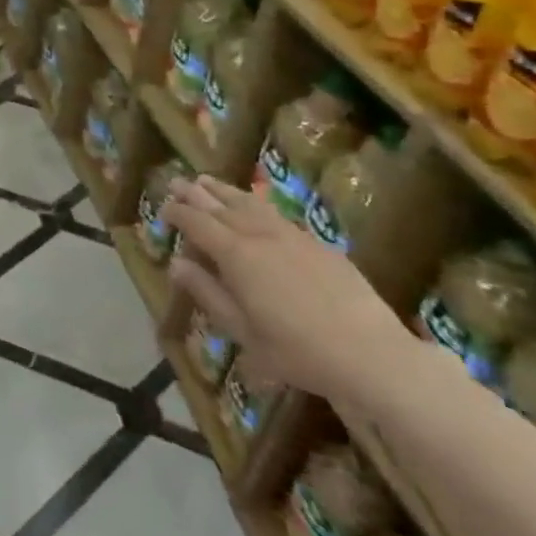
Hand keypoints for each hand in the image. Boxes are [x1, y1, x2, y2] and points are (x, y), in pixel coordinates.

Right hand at [162, 175, 411, 403]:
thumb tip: (177, 263)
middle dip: (196, 194)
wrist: (372, 355)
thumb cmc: (297, 351)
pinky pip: (277, 215)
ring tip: (207, 181)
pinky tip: (254, 207)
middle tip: (177, 181)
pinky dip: (256, 205)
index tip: (163, 207)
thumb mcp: (242, 331)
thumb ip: (208, 293)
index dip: (178, 213)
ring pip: (251, 205)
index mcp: (236, 256)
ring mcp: (293, 237)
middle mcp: (261, 237)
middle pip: (222, 207)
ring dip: (225, 191)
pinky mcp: (319, 245)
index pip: (198, 224)